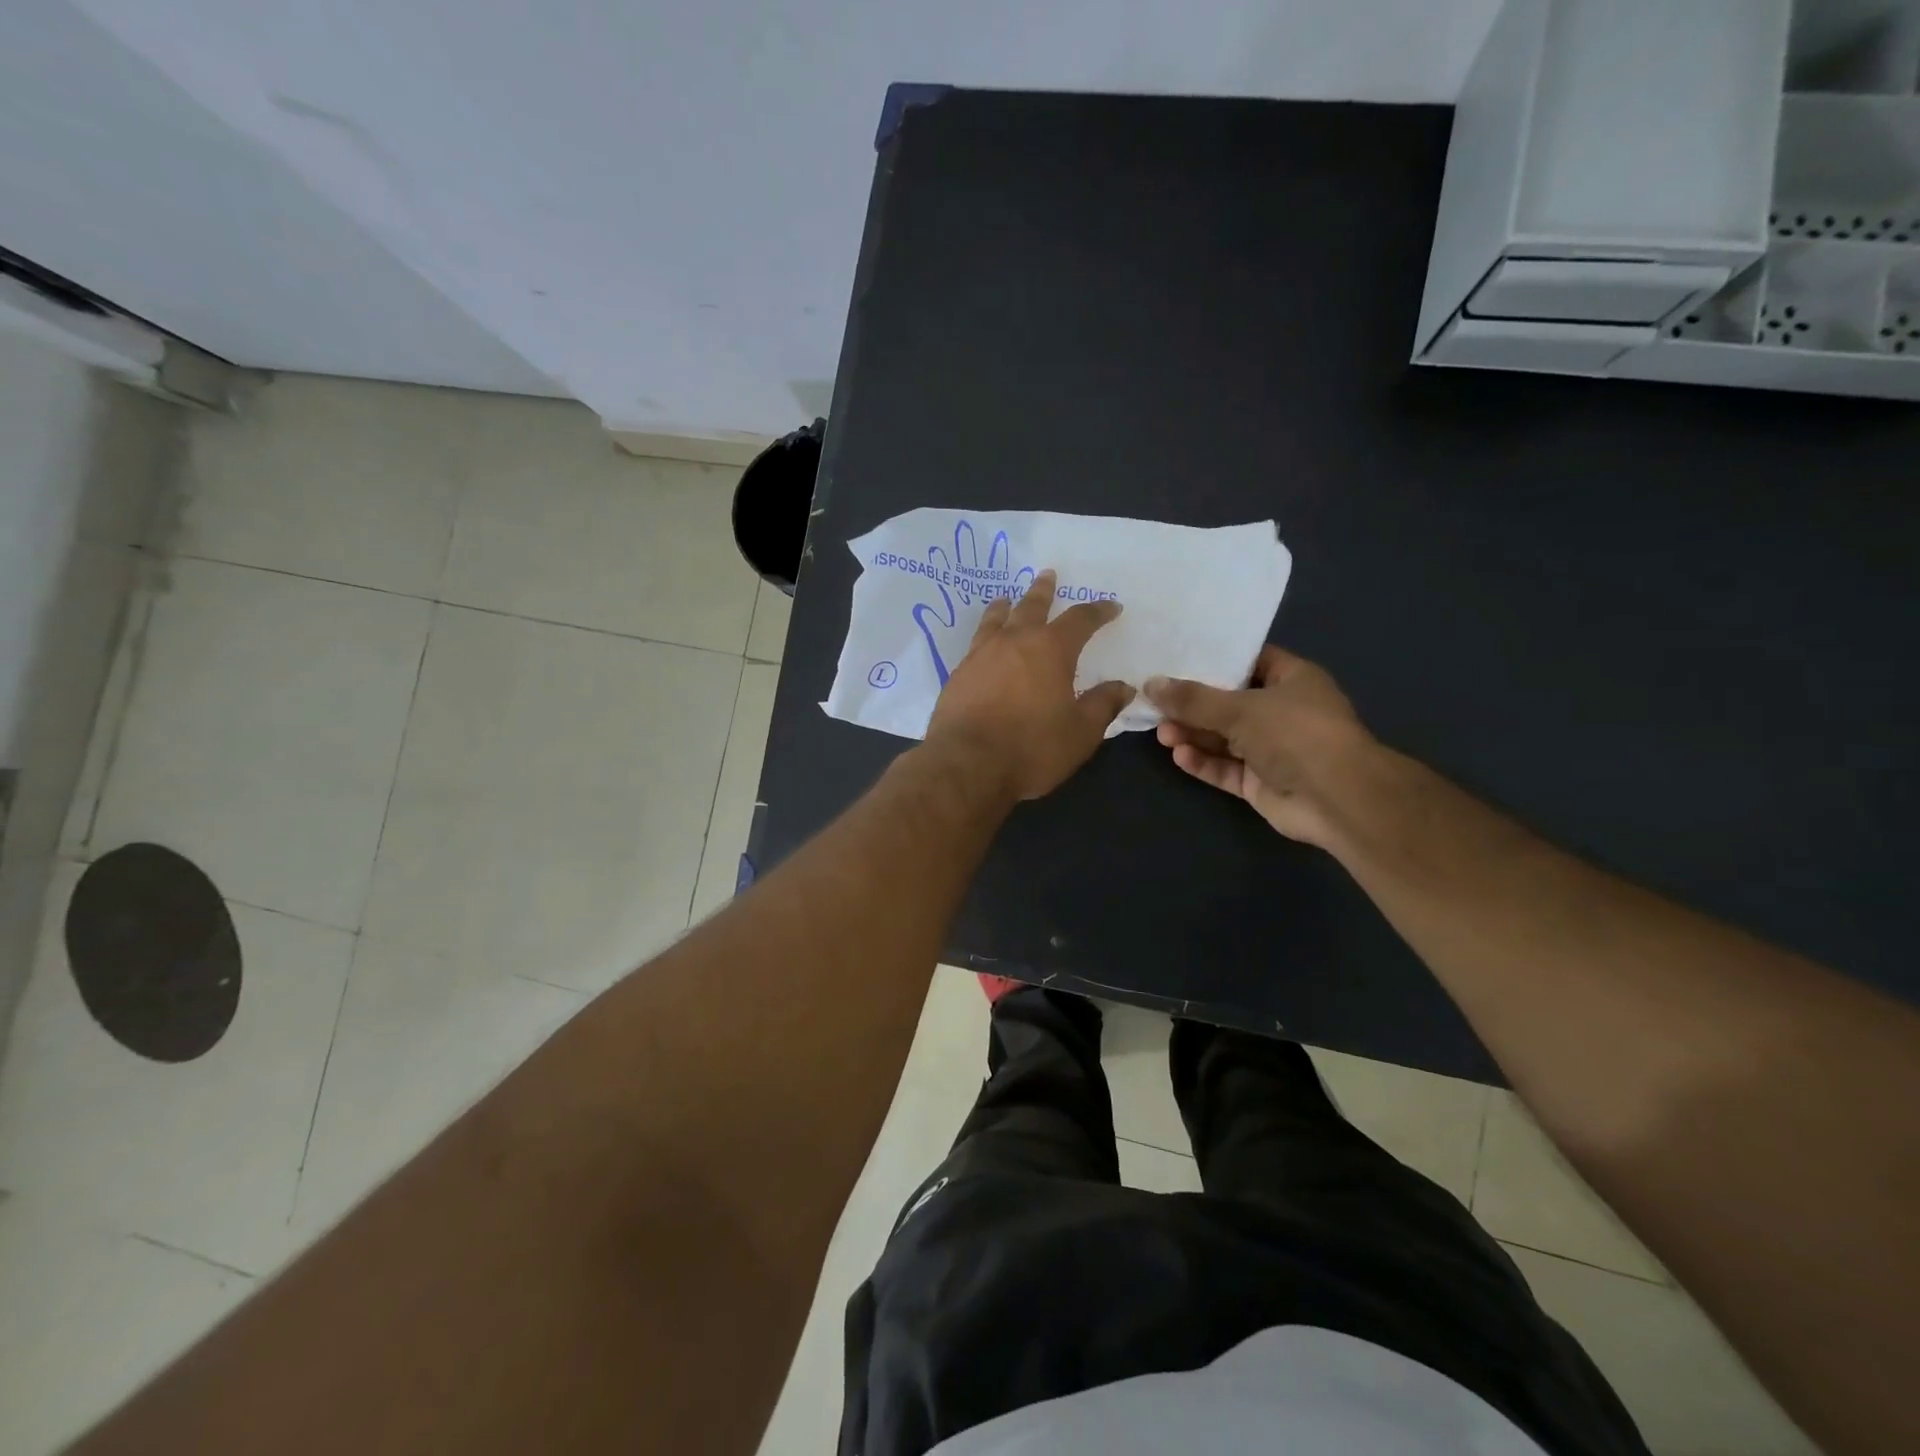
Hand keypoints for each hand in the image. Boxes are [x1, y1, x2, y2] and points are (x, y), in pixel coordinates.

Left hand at [925, 569, 1133, 800]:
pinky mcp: (958, 674)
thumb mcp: (1080, 733)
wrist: (967, 764)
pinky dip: (985, 634)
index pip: (1080, 620)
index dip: (1098, 611)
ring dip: (1005, 606)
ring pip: (996, 619)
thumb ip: (1103, 705)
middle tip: (1048, 575)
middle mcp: (1014, 642)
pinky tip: (984, 644)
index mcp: (1051, 650)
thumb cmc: (1032, 748)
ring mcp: (981, 655)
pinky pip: (976, 643)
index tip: (1111, 607)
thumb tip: (1123, 687)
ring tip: (1006, 600)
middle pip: (1031, 606)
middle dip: (1044, 591)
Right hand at [1145, 646, 1373, 847]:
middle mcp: (1282, 712)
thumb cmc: (1296, 734)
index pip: (1249, 661)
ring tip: (1161, 733)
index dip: (1215, 660)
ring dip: (1193, 735)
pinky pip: (1225, 768)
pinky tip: (1180, 756)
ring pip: (1224, 738)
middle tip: (1157, 704)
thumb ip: (1193, 699)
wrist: (1337, 799)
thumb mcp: (1240, 708)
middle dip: (1193, 705)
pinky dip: (1203, 762)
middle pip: (1229, 703)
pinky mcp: (1260, 783)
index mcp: (1291, 680)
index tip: (1176, 659)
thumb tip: (1151, 684)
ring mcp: (1271, 750)